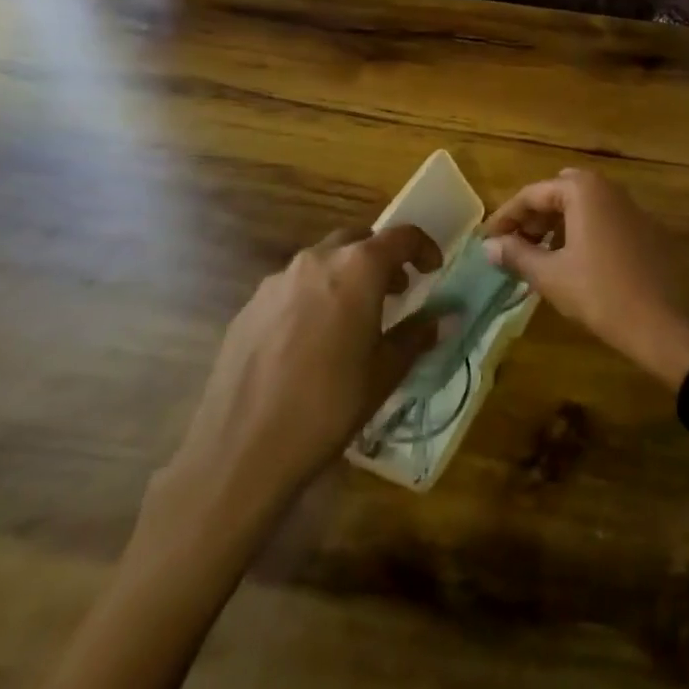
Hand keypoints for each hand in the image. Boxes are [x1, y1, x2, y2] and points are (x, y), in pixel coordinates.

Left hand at [146, 226, 444, 546]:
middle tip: (395, 292)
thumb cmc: (329, 406)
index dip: (422, 248)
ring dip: (344, 277)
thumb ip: (418, 335)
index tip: (432, 269)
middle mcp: (317, 260)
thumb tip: (447, 317)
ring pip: (322, 262)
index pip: (401, 237)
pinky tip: (310, 342)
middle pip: (358, 241)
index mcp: (357, 268)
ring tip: (352, 318)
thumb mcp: (385, 372)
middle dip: (380, 259)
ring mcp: (277, 281)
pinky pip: (291, 288)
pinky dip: (312, 298)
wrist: (241, 452)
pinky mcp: (249, 307)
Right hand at [483, 169, 688, 387]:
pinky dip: (581, 232)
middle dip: (533, 216)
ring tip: (538, 257)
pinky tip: (573, 263)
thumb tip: (489, 245)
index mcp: (584, 190)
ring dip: (556, 224)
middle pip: (558, 193)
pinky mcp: (645, 229)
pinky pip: (603, 219)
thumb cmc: (601, 295)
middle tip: (514, 245)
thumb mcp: (552, 276)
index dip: (506, 217)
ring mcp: (631, 207)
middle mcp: (608, 188)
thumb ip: (517, 255)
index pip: (533, 194)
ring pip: (582, 206)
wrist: (664, 324)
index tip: (487, 239)